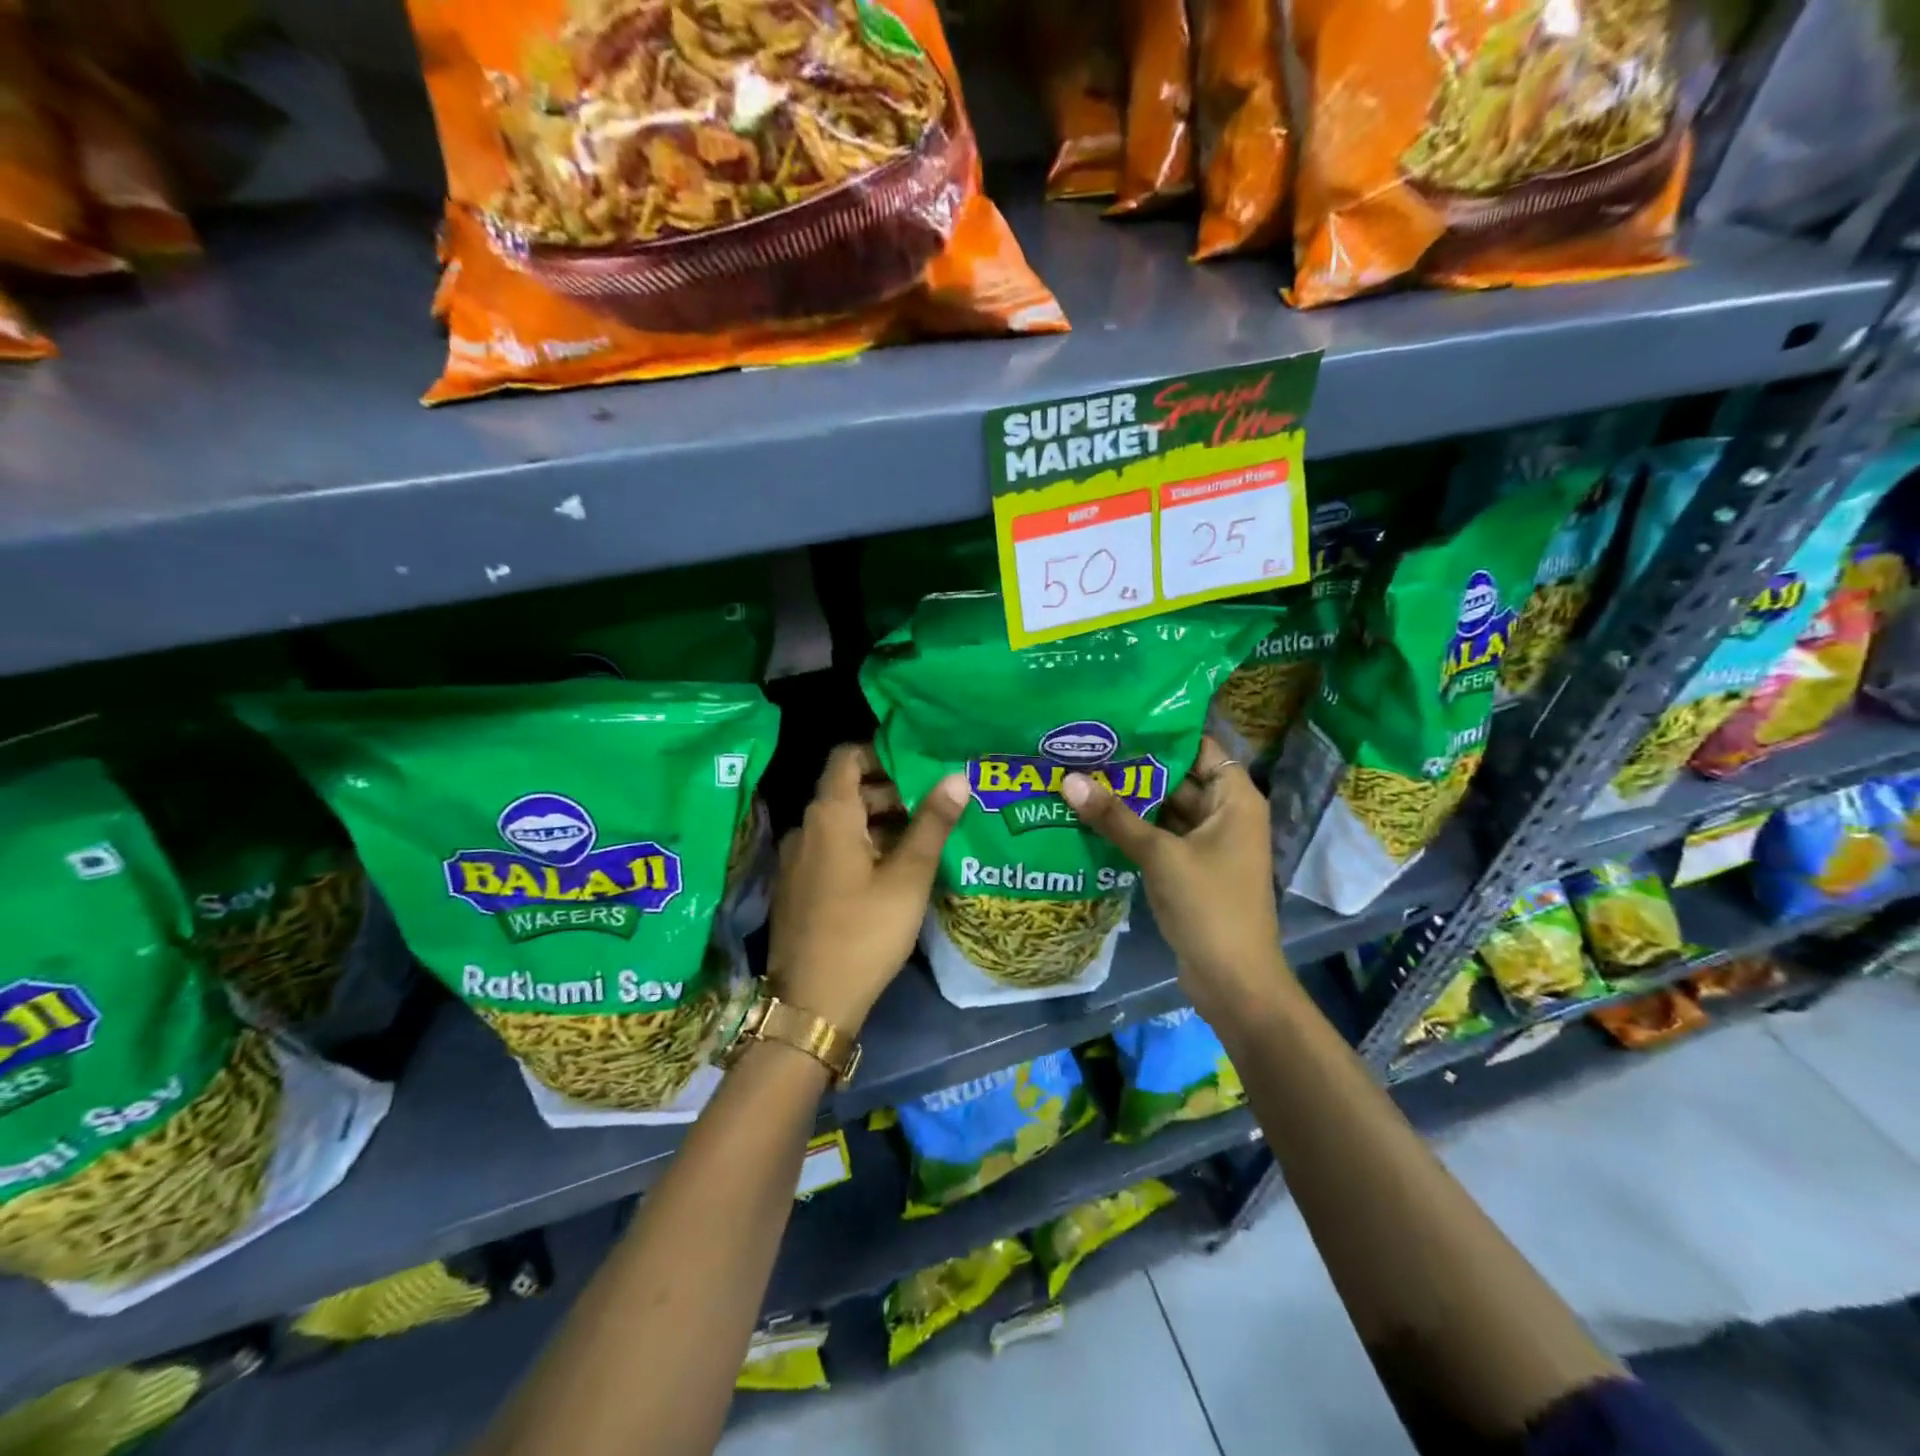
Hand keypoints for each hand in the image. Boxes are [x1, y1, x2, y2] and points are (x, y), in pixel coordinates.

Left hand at [765, 744, 968, 1035]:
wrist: (812, 1003)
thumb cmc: (865, 932)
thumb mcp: (909, 876)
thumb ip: (933, 822)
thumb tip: (957, 775)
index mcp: (829, 815)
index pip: (847, 756)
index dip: (881, 751)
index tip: (918, 763)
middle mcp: (805, 828)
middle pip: (847, 790)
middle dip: (890, 792)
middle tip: (933, 807)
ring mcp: (796, 860)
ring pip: (841, 823)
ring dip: (878, 822)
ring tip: (921, 840)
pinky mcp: (797, 887)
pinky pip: (830, 850)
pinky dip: (860, 847)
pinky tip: (892, 872)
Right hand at [1061, 738, 1291, 1024]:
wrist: (1233, 981)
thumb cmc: (1209, 906)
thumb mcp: (1159, 855)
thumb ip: (1114, 817)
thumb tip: (1068, 779)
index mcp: (1235, 800)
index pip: (1202, 748)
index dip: (1165, 733)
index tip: (1120, 720)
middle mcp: (1226, 815)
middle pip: (1180, 778)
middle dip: (1137, 766)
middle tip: (1088, 747)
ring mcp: (1208, 844)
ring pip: (1167, 810)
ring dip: (1132, 799)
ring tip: (1083, 775)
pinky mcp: (1191, 870)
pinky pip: (1161, 837)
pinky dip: (1135, 829)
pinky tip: (1095, 817)